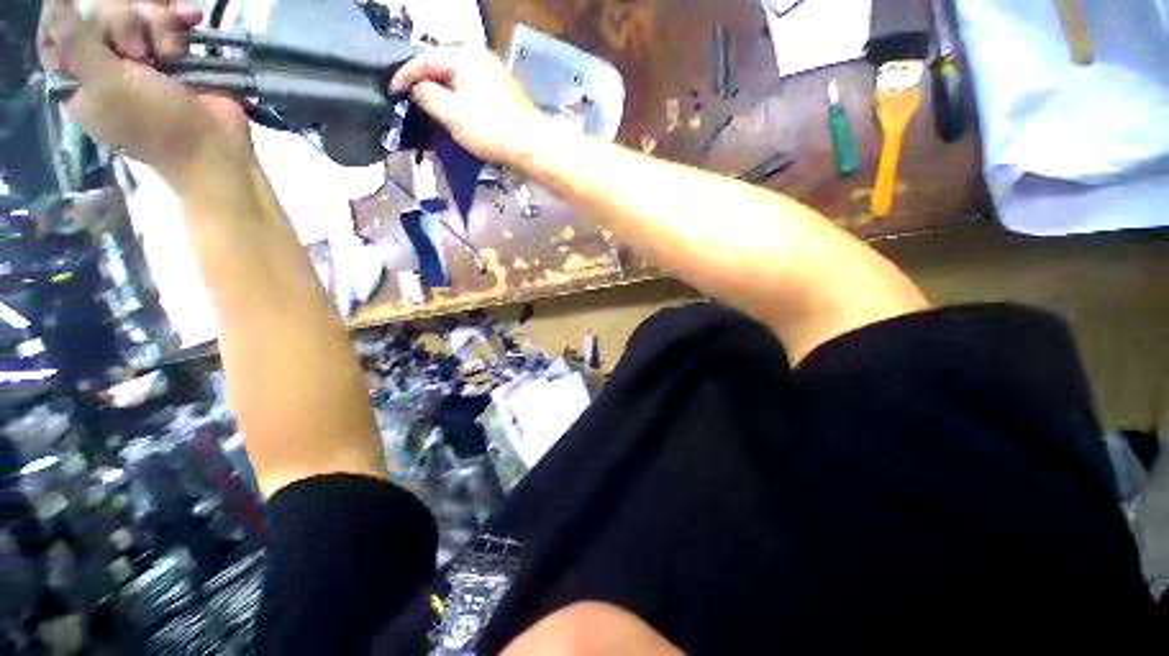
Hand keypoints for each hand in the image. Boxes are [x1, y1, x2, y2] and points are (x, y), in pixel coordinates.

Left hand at [38, 0, 250, 184]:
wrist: (215, 147)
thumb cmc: (154, 124)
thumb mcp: (105, 86)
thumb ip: (76, 42)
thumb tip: (55, 1)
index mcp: (80, 76)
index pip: (57, 31)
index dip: (69, 16)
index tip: (86, 16)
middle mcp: (106, 61)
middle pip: (99, 12)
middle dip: (123, 21)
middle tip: (138, 52)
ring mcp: (142, 55)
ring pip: (137, 10)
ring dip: (156, 23)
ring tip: (170, 53)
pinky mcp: (174, 53)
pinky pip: (169, 17)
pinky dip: (180, 17)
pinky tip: (192, 19)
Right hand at [390, 46, 552, 165]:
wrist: (532, 146)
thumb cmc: (490, 128)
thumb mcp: (451, 113)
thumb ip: (427, 96)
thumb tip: (418, 88)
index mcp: (465, 55)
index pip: (425, 59)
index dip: (405, 75)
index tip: (391, 90)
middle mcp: (481, 58)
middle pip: (443, 67)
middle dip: (425, 83)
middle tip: (409, 99)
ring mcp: (495, 76)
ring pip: (459, 81)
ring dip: (443, 94)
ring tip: (430, 108)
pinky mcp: (504, 95)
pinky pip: (474, 92)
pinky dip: (461, 101)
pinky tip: (456, 113)